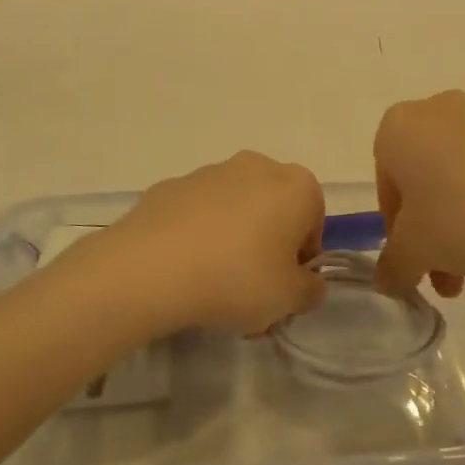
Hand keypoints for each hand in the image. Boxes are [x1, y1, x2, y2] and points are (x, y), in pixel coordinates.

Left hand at [97, 152, 326, 335]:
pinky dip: (198, 235)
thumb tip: (307, 282)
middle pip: (273, 210)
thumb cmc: (237, 278)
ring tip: (212, 286)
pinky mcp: (171, 185)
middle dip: (267, 245)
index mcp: (295, 185)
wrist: (151, 267)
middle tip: (252, 290)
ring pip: (235, 209)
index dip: (302, 258)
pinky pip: (197, 213)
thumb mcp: (289, 299)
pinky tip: (184, 269)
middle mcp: (256, 166)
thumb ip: (309, 290)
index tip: (284, 287)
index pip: (314, 220)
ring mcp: (209, 171)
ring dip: (233, 239)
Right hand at [371, 91, 464, 299]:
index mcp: (401, 127)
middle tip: (450, 269)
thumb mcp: (416, 253)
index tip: (416, 257)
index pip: (387, 181)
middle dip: (435, 223)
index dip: (397, 226)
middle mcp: (442, 108)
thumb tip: (387, 280)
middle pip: (428, 173)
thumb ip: (393, 266)